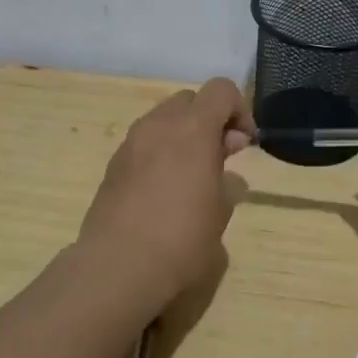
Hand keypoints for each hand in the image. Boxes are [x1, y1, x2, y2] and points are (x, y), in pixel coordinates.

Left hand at [79, 77, 254, 300]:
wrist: (118, 267)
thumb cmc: (182, 239)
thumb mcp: (220, 213)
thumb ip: (227, 185)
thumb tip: (227, 178)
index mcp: (192, 129)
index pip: (221, 90)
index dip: (239, 110)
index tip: (244, 144)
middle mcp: (159, 126)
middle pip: (190, 100)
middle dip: (209, 120)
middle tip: (220, 158)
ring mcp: (131, 143)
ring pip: (163, 120)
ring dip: (183, 135)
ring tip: (191, 176)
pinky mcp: (113, 165)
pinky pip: (143, 143)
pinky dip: (160, 153)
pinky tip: (164, 190)